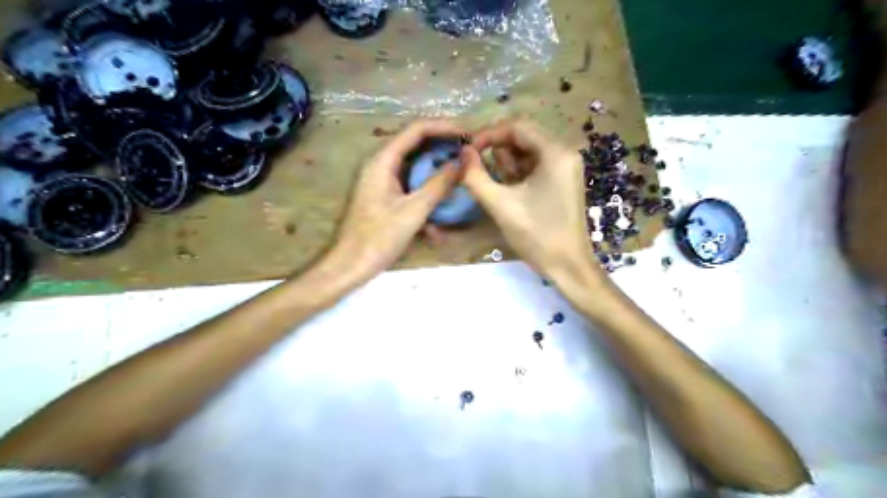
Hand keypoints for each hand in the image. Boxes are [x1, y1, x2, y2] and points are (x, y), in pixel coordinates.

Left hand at [325, 118, 465, 281]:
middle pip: (415, 143)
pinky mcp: (384, 194)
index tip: (469, 134)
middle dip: (443, 146)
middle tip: (469, 152)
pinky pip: (409, 181)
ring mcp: (381, 179)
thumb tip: (462, 163)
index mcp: (383, 160)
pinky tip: (442, 202)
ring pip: (414, 163)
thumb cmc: (379, 238)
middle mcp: (380, 163)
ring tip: (461, 171)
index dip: (444, 127)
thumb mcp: (414, 211)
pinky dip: (427, 186)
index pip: (416, 130)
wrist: (350, 265)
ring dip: (437, 166)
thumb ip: (439, 184)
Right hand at [464, 119, 603, 282]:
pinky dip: (518, 173)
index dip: (488, 134)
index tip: (467, 151)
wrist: (568, 266)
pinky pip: (535, 165)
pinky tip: (508, 190)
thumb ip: (475, 176)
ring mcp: (566, 166)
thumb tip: (462, 152)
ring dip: (506, 163)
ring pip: (528, 151)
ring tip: (495, 185)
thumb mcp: (500, 205)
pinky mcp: (563, 180)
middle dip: (496, 148)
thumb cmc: (536, 235)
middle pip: (523, 136)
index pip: (516, 127)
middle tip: (475, 167)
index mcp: (555, 152)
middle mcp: (565, 152)